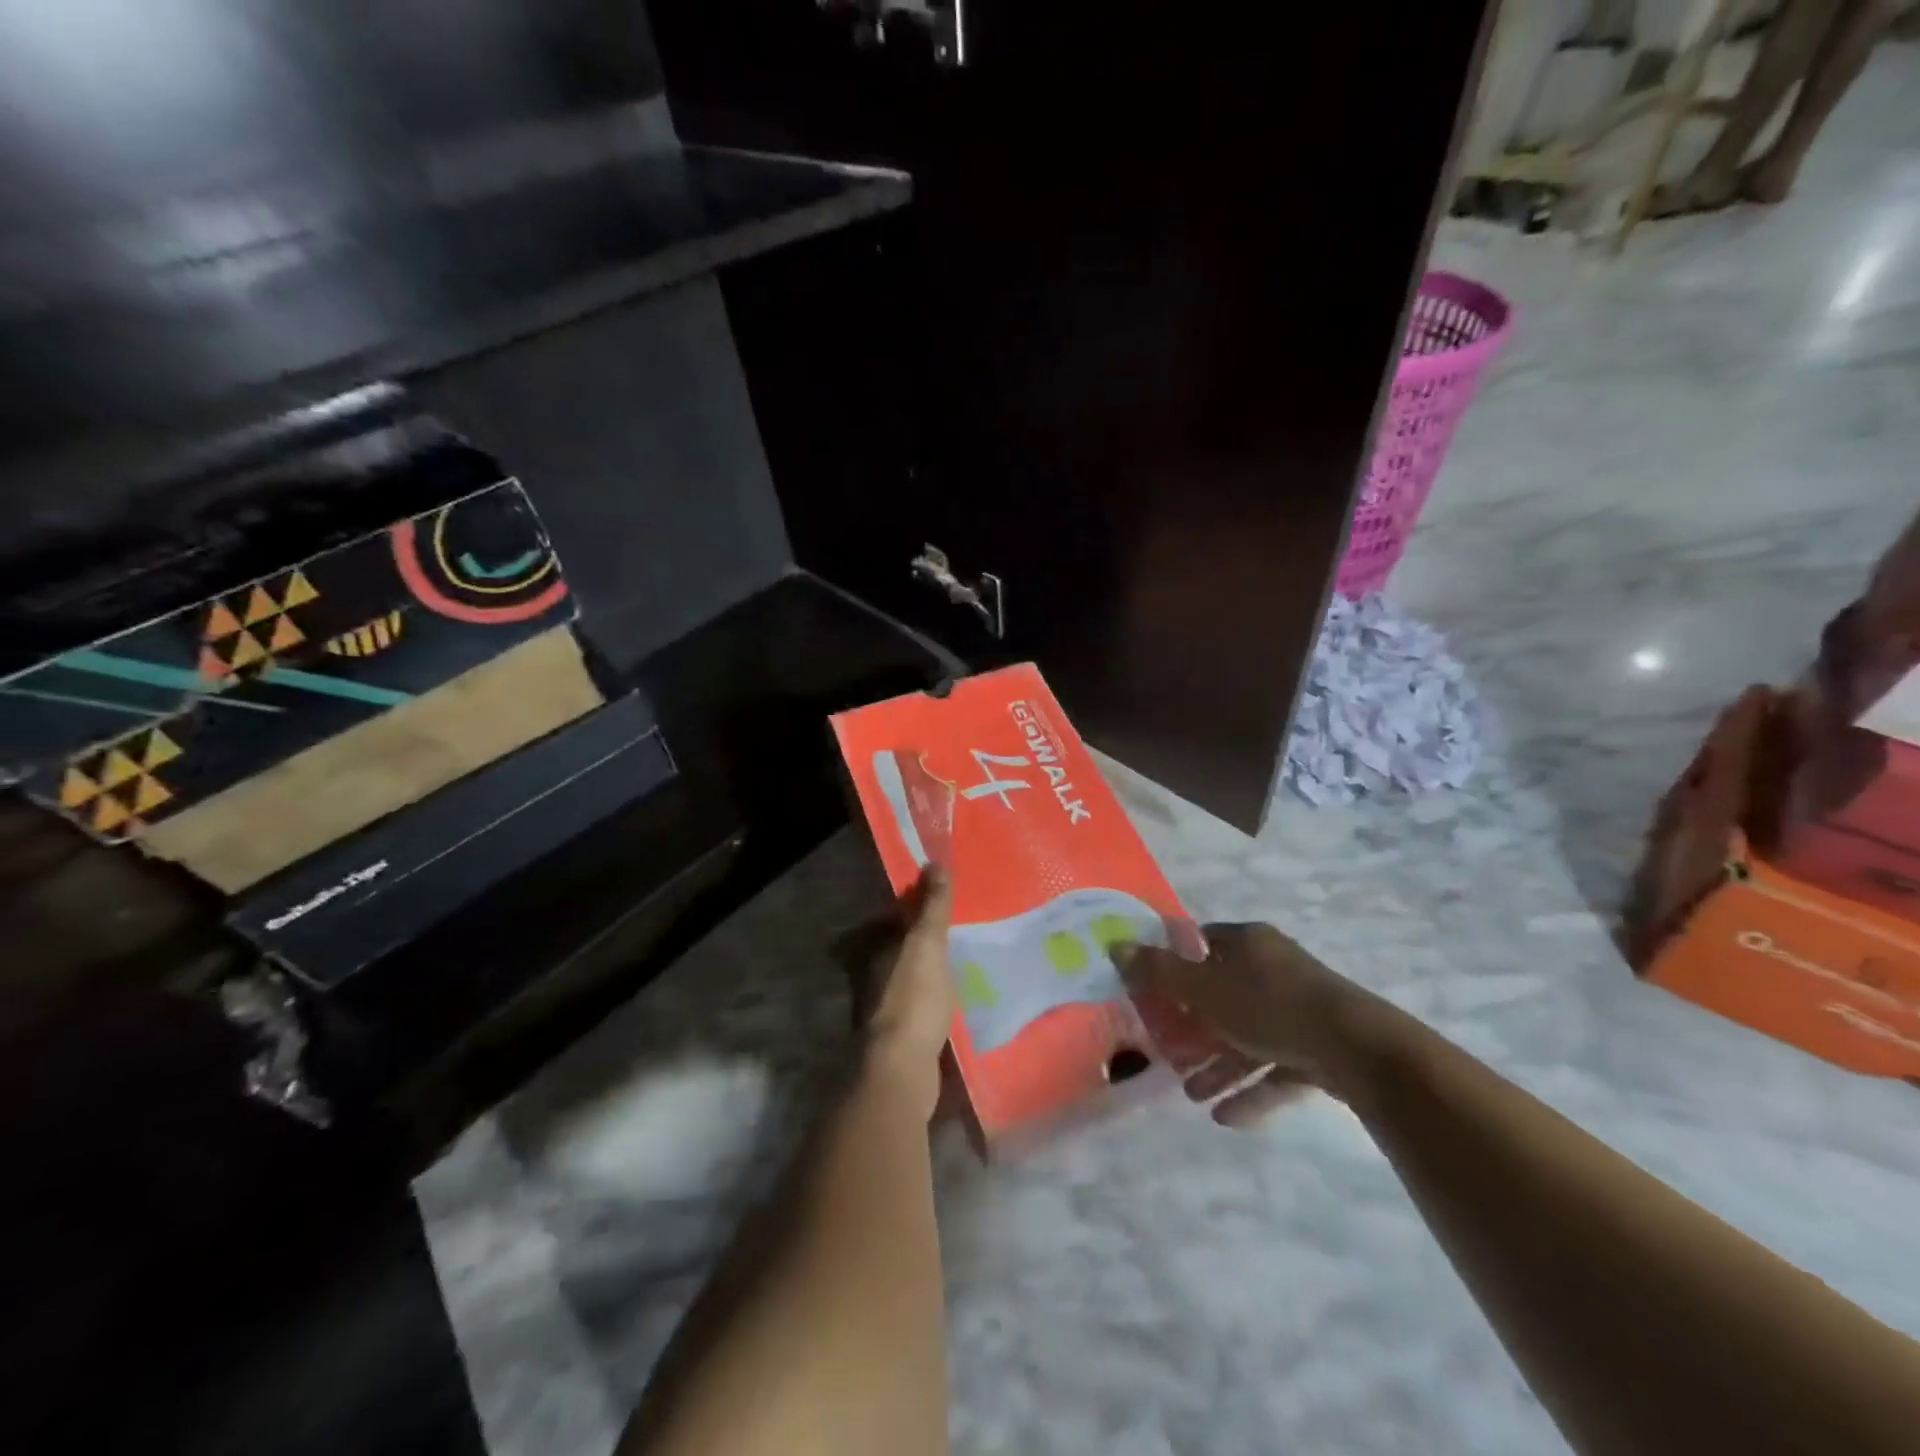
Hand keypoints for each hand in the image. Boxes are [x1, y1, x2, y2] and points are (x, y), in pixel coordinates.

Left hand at [864, 868, 956, 1119]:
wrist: (902, 1069)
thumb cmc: (913, 999)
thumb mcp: (927, 944)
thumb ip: (932, 907)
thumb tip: (935, 862)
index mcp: (875, 950)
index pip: (892, 920)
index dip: (913, 909)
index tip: (939, 904)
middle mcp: (872, 976)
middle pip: (898, 950)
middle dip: (921, 943)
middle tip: (956, 933)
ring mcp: (883, 1010)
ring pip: (907, 980)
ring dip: (927, 973)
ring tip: (960, 966)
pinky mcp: (899, 1038)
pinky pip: (918, 1008)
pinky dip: (932, 1001)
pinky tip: (954, 1003)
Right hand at [1123, 922, 1375, 1126]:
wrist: (1361, 1051)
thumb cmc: (1271, 1007)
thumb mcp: (1204, 990)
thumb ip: (1158, 972)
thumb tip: (1115, 946)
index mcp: (1248, 944)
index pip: (1201, 944)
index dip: (1174, 967)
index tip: (1151, 995)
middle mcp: (1273, 969)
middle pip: (1221, 995)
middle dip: (1193, 1029)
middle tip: (1168, 1054)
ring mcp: (1300, 1009)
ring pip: (1247, 1035)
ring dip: (1218, 1065)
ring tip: (1192, 1095)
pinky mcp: (1320, 1047)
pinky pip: (1276, 1066)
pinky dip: (1251, 1089)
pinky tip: (1227, 1118)